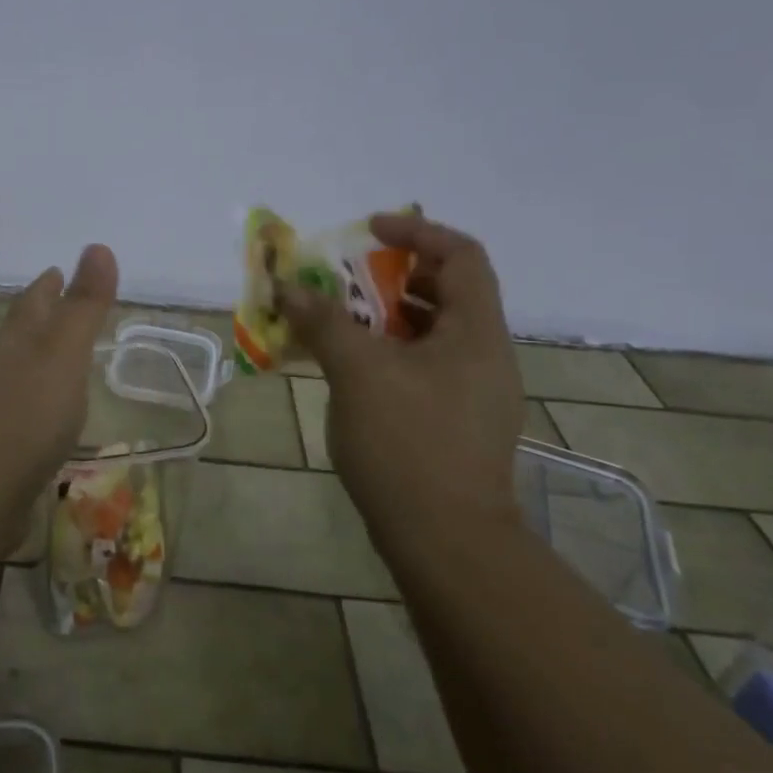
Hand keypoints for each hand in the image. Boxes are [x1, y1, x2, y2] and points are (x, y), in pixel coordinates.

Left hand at [0, 244, 119, 522]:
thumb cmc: (27, 416)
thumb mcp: (64, 354)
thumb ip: (83, 307)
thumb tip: (98, 246)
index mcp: (16, 347)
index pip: (32, 306)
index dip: (46, 287)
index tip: (55, 270)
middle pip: (19, 339)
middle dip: (37, 321)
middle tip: (56, 308)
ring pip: (15, 377)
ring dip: (34, 365)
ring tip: (55, 363)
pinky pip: (18, 418)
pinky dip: (33, 408)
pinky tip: (43, 422)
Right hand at [281, 213, 522, 543]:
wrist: (446, 541)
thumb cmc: (408, 444)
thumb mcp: (358, 373)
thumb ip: (324, 322)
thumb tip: (287, 286)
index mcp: (476, 333)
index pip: (461, 255)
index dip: (416, 231)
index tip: (367, 230)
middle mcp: (485, 356)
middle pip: (447, 292)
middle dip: (393, 276)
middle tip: (345, 280)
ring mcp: (474, 394)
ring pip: (432, 334)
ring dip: (386, 318)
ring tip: (338, 324)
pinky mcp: (457, 424)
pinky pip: (424, 368)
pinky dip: (389, 355)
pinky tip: (351, 374)